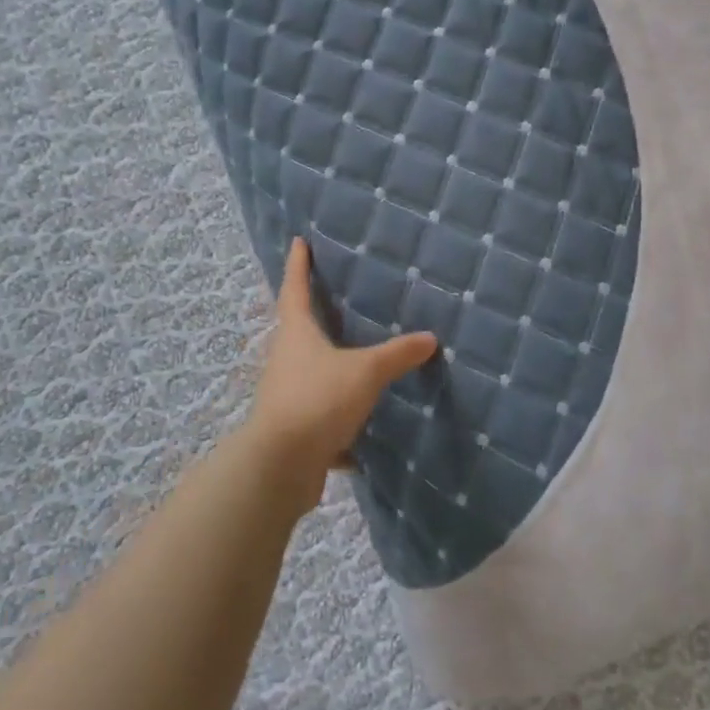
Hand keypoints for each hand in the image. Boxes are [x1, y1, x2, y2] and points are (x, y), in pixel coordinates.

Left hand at [242, 237, 437, 504]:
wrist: (280, 467)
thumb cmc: (318, 400)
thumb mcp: (365, 372)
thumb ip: (396, 355)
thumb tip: (429, 338)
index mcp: (297, 334)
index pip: (295, 289)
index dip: (298, 265)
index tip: (298, 241)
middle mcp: (287, 360)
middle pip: (299, 330)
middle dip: (315, 315)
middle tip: (337, 298)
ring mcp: (287, 396)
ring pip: (312, 373)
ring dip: (330, 366)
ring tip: (359, 359)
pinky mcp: (296, 430)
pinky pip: (322, 416)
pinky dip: (341, 420)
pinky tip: (365, 428)